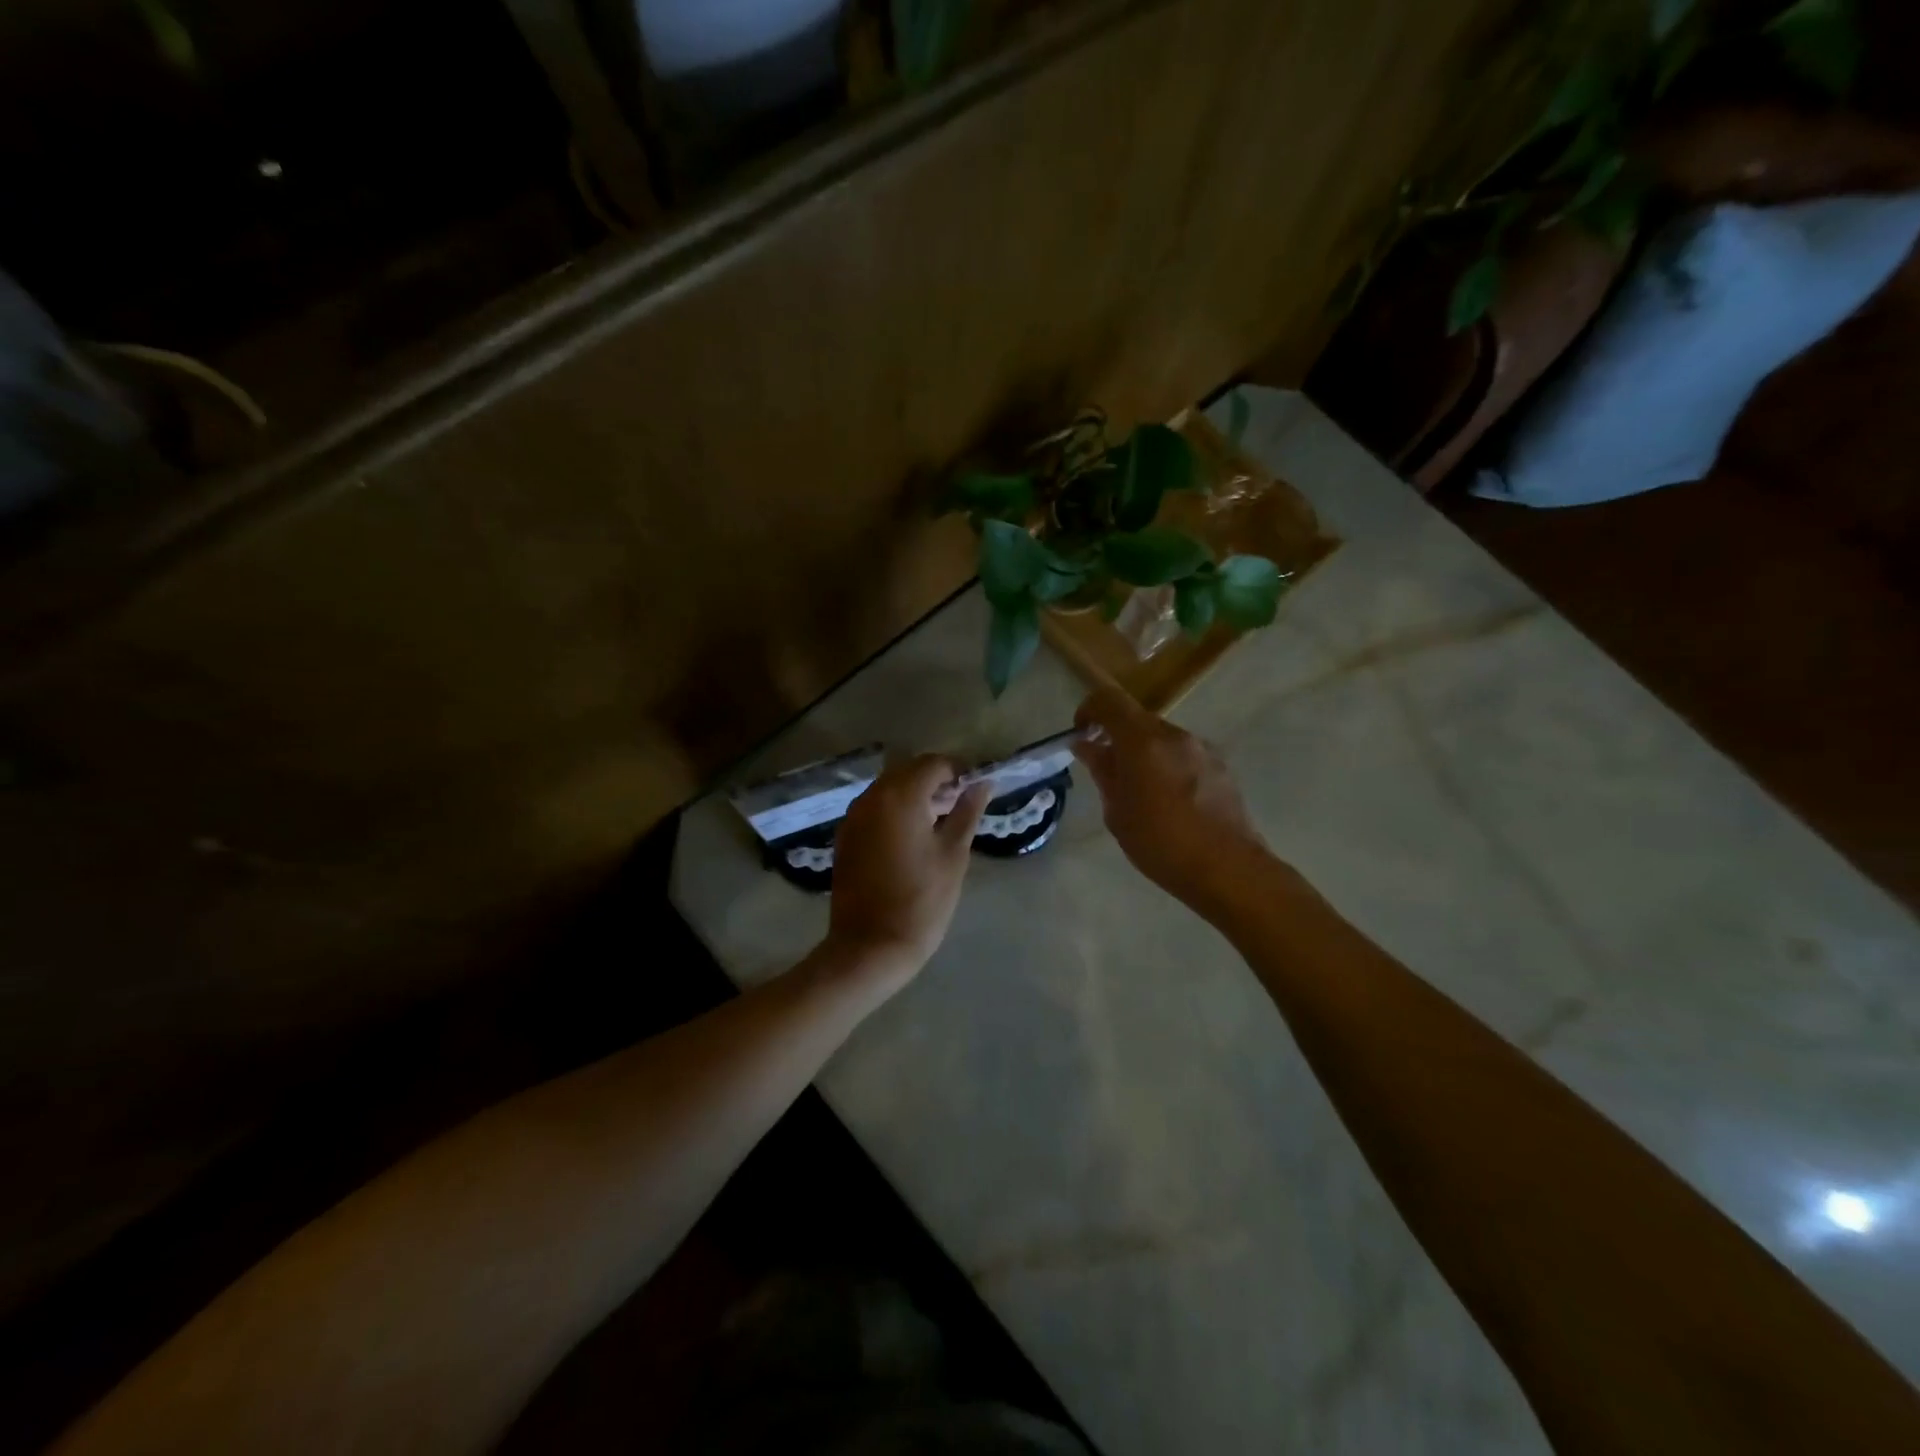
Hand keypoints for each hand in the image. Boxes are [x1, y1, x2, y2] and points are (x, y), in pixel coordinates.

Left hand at [826, 755, 990, 981]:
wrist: (870, 947)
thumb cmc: (922, 900)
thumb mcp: (953, 855)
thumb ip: (967, 812)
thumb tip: (983, 784)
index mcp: (900, 796)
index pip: (934, 764)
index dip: (958, 772)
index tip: (974, 791)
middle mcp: (872, 797)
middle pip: (908, 771)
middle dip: (935, 782)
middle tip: (959, 807)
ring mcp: (853, 816)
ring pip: (889, 789)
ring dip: (914, 795)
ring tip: (939, 823)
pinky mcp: (845, 836)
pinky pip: (874, 809)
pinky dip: (895, 811)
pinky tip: (912, 837)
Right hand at [1071, 685, 1271, 913]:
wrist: (1227, 869)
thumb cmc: (1160, 843)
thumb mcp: (1117, 811)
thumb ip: (1102, 771)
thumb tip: (1087, 746)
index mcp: (1143, 741)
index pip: (1109, 700)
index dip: (1090, 710)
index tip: (1082, 734)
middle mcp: (1175, 735)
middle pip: (1137, 719)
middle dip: (1117, 737)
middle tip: (1107, 770)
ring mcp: (1202, 749)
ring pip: (1162, 738)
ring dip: (1144, 754)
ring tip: (1140, 792)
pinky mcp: (1221, 767)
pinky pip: (1183, 755)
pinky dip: (1167, 766)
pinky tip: (1169, 802)